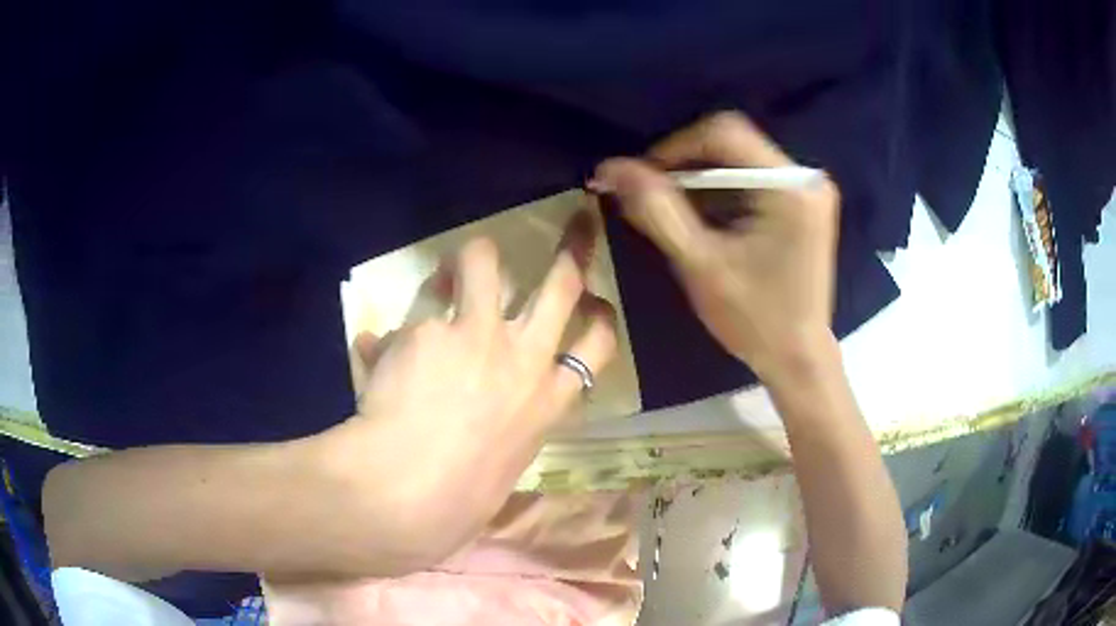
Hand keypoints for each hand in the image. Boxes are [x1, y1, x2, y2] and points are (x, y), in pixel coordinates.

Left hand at [315, 220, 616, 570]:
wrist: (411, 495)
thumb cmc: (461, 498)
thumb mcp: (503, 459)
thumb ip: (498, 420)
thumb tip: (473, 398)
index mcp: (548, 399)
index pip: (596, 345)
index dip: (600, 318)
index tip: (597, 301)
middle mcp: (523, 356)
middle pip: (561, 285)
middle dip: (575, 249)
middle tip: (579, 224)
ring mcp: (478, 335)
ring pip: (487, 263)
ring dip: (475, 255)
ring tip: (460, 261)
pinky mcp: (429, 328)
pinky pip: (414, 312)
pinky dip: (395, 331)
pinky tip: (375, 351)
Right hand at [590, 111, 838, 385]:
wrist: (798, 357)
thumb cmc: (753, 319)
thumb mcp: (699, 264)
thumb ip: (656, 210)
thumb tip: (610, 167)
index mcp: (789, 186)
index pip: (723, 133)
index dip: (674, 147)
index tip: (642, 177)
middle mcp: (804, 178)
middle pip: (732, 142)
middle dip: (685, 164)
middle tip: (652, 195)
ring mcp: (807, 190)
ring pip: (739, 159)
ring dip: (701, 179)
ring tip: (674, 211)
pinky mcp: (803, 204)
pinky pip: (752, 179)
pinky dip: (721, 192)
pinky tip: (704, 219)